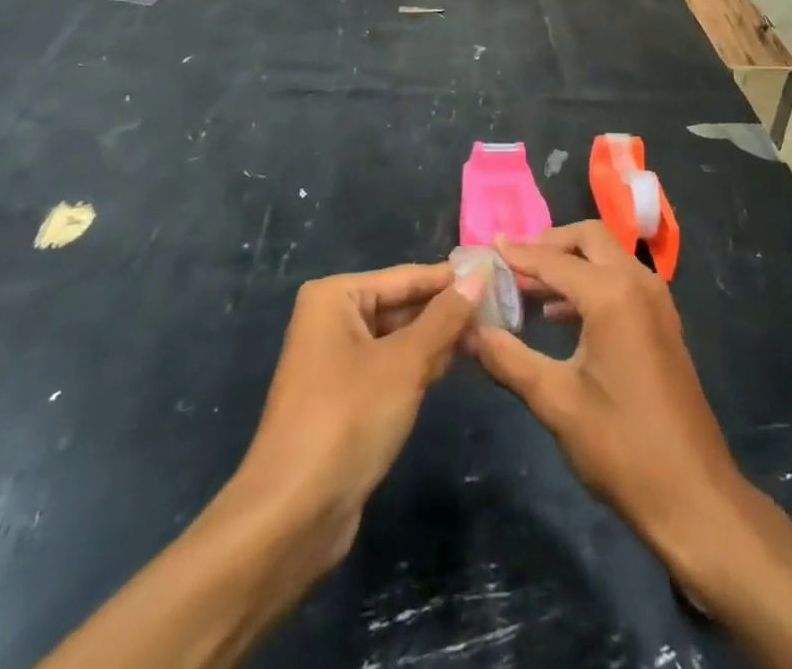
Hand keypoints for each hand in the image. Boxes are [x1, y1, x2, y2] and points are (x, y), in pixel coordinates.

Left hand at [219, 262, 480, 572]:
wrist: (292, 516)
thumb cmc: (347, 420)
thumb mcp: (405, 363)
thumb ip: (445, 317)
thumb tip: (479, 276)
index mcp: (335, 297)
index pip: (407, 277)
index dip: (453, 279)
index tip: (498, 276)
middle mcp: (331, 319)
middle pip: (401, 304)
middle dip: (446, 311)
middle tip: (500, 310)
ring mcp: (335, 359)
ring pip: (398, 337)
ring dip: (437, 339)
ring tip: (487, 335)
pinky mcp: (343, 396)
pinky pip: (389, 365)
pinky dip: (418, 364)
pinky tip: (453, 364)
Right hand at [470, 224, 751, 573]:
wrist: (693, 494)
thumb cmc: (620, 445)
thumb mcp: (555, 401)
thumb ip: (507, 358)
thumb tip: (467, 330)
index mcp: (612, 293)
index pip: (553, 260)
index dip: (516, 254)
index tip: (485, 248)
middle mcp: (638, 282)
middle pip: (589, 238)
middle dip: (549, 244)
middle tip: (512, 263)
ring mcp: (656, 300)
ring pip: (607, 257)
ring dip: (570, 263)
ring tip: (527, 289)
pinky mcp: (662, 321)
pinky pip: (621, 280)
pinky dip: (590, 282)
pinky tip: (559, 315)